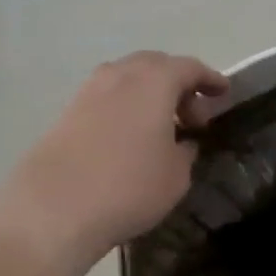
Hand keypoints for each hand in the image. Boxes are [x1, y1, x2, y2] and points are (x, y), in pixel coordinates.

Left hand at [0, 52, 229, 275]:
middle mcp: (119, 76)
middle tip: (193, 115)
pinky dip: (125, 107)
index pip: (189, 68)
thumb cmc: (128, 188)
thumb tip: (182, 142)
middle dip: (178, 84)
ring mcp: (87, 92)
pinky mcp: (66, 114)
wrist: (52, 210)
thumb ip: (185, 151)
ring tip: (161, 126)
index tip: (223, 92)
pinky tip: (130, 137)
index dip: (210, 79)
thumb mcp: (176, 175)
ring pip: (127, 79)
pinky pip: (106, 98)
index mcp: (153, 82)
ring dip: (149, 94)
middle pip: (155, 65)